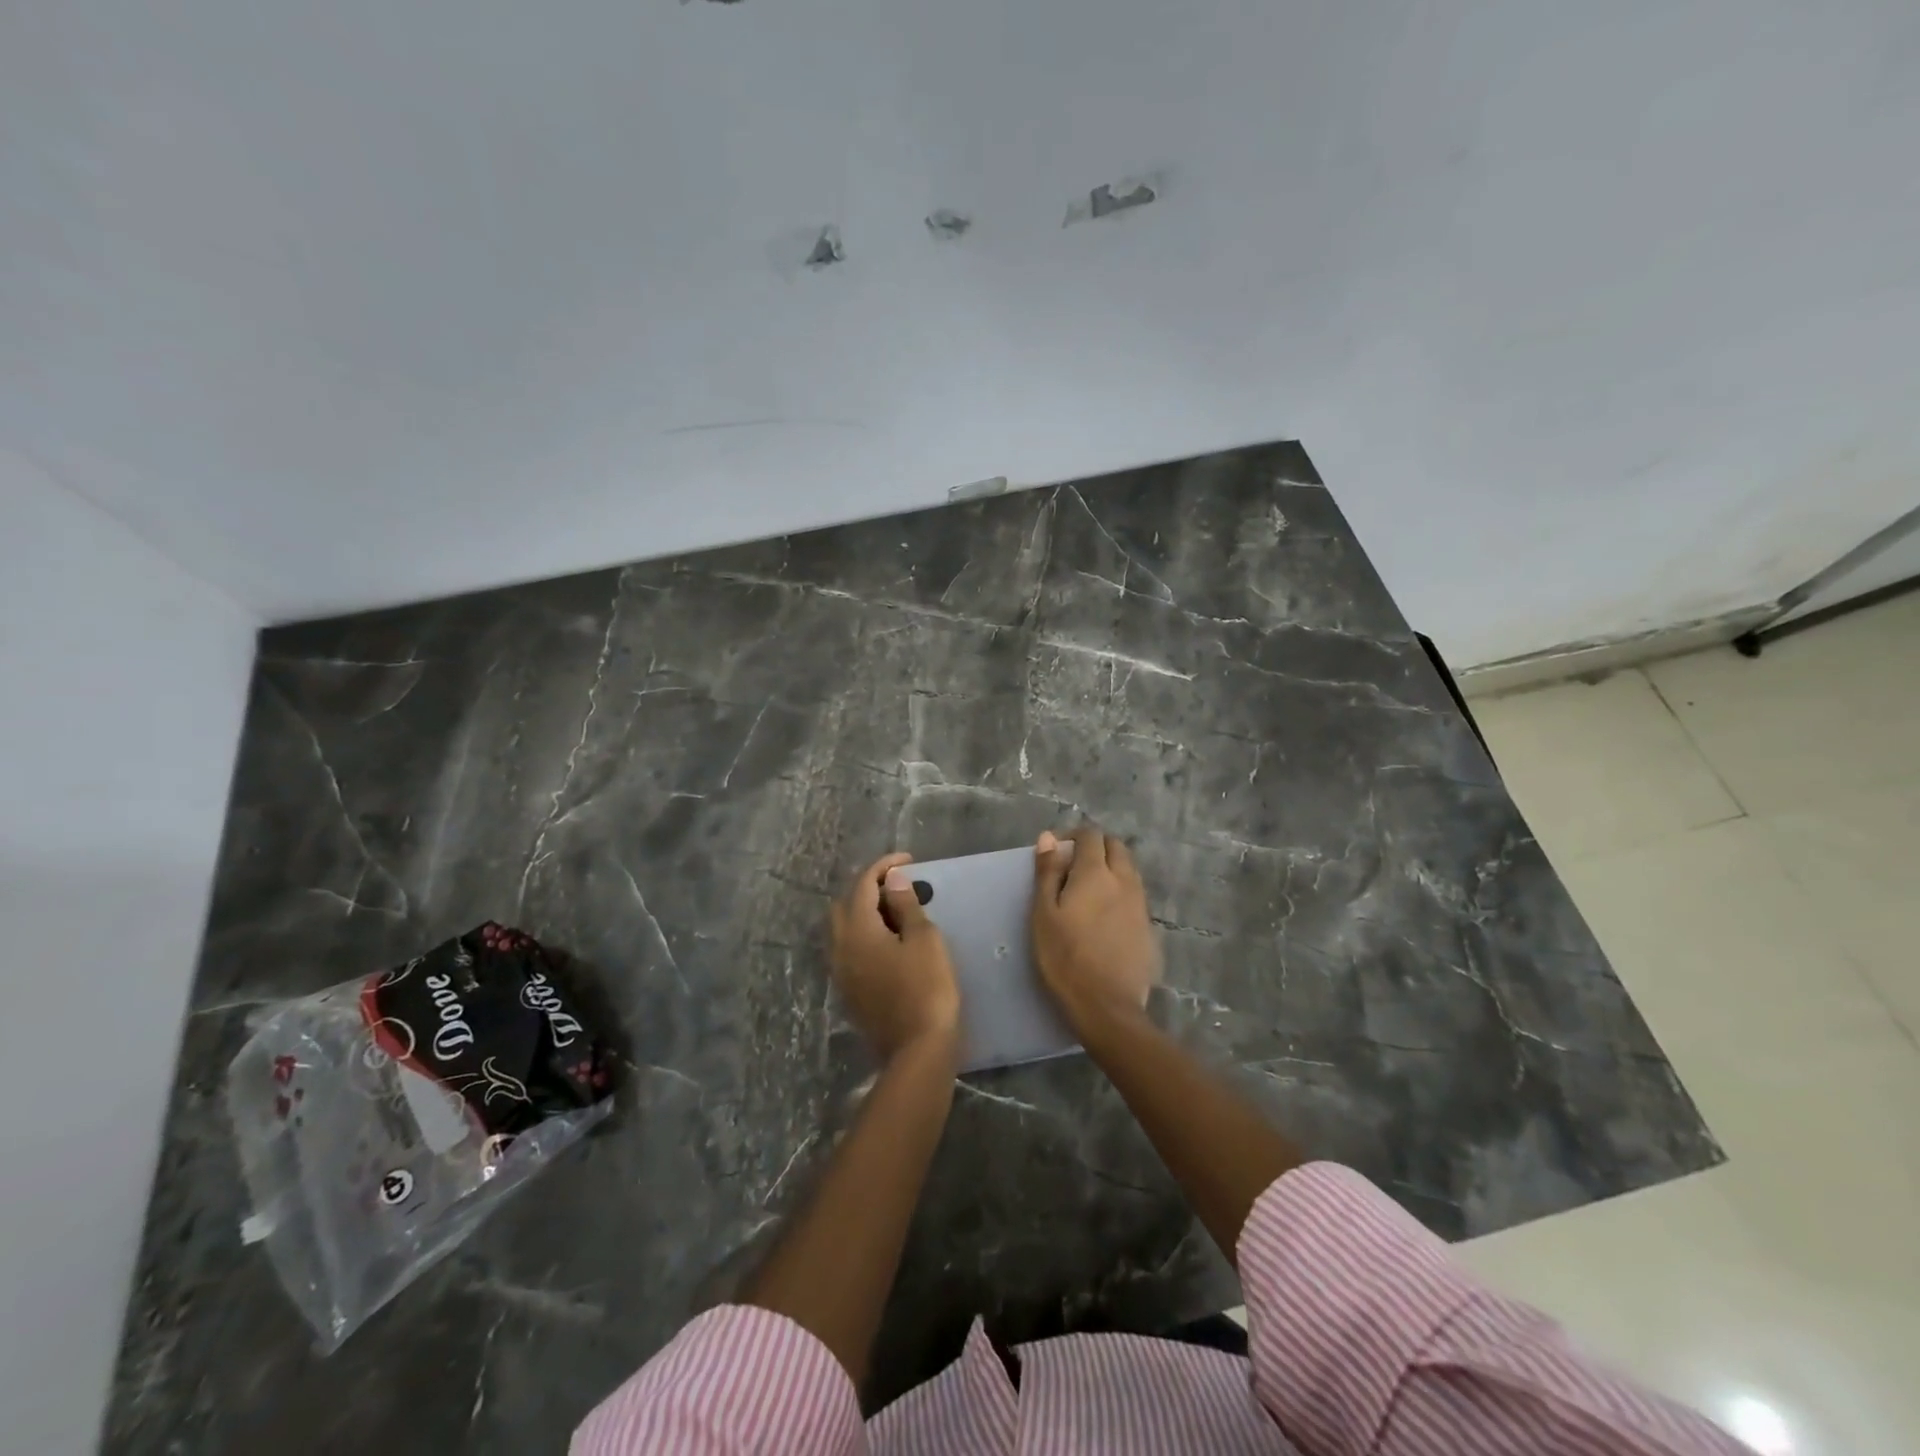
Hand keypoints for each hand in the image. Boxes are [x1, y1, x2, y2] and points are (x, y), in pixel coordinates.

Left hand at [829, 852, 960, 1062]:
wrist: (917, 1050)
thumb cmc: (927, 987)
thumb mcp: (924, 939)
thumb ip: (905, 905)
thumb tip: (893, 879)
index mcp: (857, 929)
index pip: (863, 883)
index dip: (884, 866)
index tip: (909, 860)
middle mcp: (840, 947)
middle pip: (844, 904)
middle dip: (868, 887)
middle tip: (899, 885)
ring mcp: (840, 972)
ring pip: (842, 928)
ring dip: (863, 911)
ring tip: (895, 910)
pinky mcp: (848, 991)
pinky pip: (848, 949)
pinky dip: (863, 934)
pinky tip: (888, 940)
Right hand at [1031, 826, 1160, 1027]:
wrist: (1107, 1006)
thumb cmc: (1065, 957)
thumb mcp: (1044, 913)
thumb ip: (1048, 872)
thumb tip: (1049, 837)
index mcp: (1096, 873)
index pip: (1091, 835)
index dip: (1072, 835)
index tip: (1055, 851)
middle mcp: (1124, 880)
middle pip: (1115, 846)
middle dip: (1095, 846)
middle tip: (1071, 866)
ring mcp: (1140, 904)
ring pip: (1128, 869)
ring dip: (1110, 867)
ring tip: (1087, 890)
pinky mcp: (1148, 926)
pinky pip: (1134, 894)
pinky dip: (1119, 890)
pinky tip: (1104, 914)